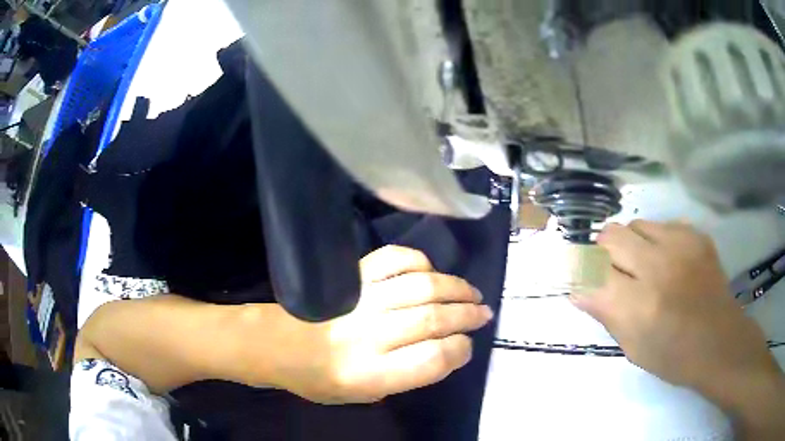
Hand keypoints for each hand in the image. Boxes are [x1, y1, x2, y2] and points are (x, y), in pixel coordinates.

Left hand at [238, 246, 492, 403]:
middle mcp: (368, 335)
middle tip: (484, 313)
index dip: (459, 351)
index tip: (467, 346)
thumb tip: (445, 350)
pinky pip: (394, 260)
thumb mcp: (365, 395)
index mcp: (370, 374)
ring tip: (471, 293)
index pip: (432, 360)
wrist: (278, 345)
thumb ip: (406, 377)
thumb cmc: (320, 379)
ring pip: (421, 286)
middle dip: (467, 315)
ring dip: (455, 288)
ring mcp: (361, 299)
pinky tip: (432, 272)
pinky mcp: (353, 276)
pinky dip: (420, 263)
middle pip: (433, 318)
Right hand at [571, 221, 784, 436]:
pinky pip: (662, 224)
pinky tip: (667, 262)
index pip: (591, 273)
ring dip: (631, 244)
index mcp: (639, 306)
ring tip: (643, 266)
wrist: (719, 342)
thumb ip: (605, 314)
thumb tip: (578, 289)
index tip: (581, 278)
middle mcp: (658, 268)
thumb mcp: (632, 348)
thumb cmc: (672, 357)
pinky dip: (656, 241)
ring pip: (635, 224)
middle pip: (610, 236)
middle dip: (603, 252)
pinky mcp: (695, 235)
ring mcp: (681, 245)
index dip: (581, 273)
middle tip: (614, 271)